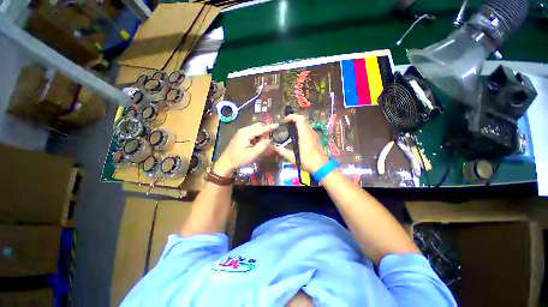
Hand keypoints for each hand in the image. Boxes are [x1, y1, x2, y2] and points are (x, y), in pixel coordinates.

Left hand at [214, 122, 277, 176]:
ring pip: (254, 130)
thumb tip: (269, 139)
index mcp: (246, 134)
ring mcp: (241, 133)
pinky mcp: (240, 136)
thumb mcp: (252, 154)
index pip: (260, 129)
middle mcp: (243, 130)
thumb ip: (262, 146)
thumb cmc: (239, 159)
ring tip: (262, 143)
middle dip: (264, 131)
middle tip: (269, 139)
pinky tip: (256, 143)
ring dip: (260, 134)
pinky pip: (251, 133)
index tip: (277, 124)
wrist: (226, 162)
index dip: (269, 127)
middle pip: (257, 127)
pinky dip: (256, 136)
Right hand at [274, 114, 328, 172]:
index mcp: (305, 135)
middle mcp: (310, 132)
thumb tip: (275, 147)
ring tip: (290, 130)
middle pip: (303, 119)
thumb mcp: (293, 158)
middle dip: (294, 119)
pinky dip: (301, 128)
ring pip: (306, 124)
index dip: (292, 116)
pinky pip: (308, 129)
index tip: (285, 120)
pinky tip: (297, 136)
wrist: (321, 166)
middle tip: (286, 124)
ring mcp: (314, 135)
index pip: (300, 119)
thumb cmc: (307, 161)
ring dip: (298, 124)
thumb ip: (283, 152)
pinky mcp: (316, 138)